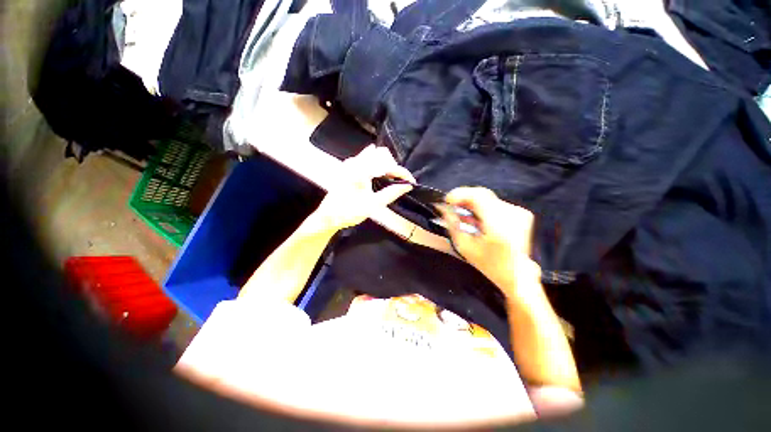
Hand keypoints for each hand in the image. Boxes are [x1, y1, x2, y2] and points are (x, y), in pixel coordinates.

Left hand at [312, 145, 414, 232]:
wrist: (328, 217)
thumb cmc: (349, 212)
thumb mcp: (372, 205)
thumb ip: (391, 193)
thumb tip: (407, 186)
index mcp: (361, 170)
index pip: (388, 165)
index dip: (402, 173)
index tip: (411, 182)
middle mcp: (355, 162)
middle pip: (381, 154)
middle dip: (393, 166)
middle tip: (398, 182)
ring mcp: (350, 163)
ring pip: (374, 155)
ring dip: (385, 165)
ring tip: (390, 180)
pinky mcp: (348, 167)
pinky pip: (367, 159)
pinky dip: (376, 165)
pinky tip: (379, 177)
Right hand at [440, 187, 540, 300]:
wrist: (517, 274)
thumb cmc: (488, 264)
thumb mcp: (464, 247)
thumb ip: (453, 225)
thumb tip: (445, 208)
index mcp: (498, 226)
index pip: (478, 196)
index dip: (460, 194)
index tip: (447, 200)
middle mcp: (512, 215)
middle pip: (483, 194)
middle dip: (464, 198)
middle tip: (452, 207)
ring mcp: (519, 213)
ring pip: (488, 198)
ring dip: (473, 204)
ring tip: (465, 216)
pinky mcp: (522, 213)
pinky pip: (495, 203)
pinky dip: (483, 208)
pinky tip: (478, 220)